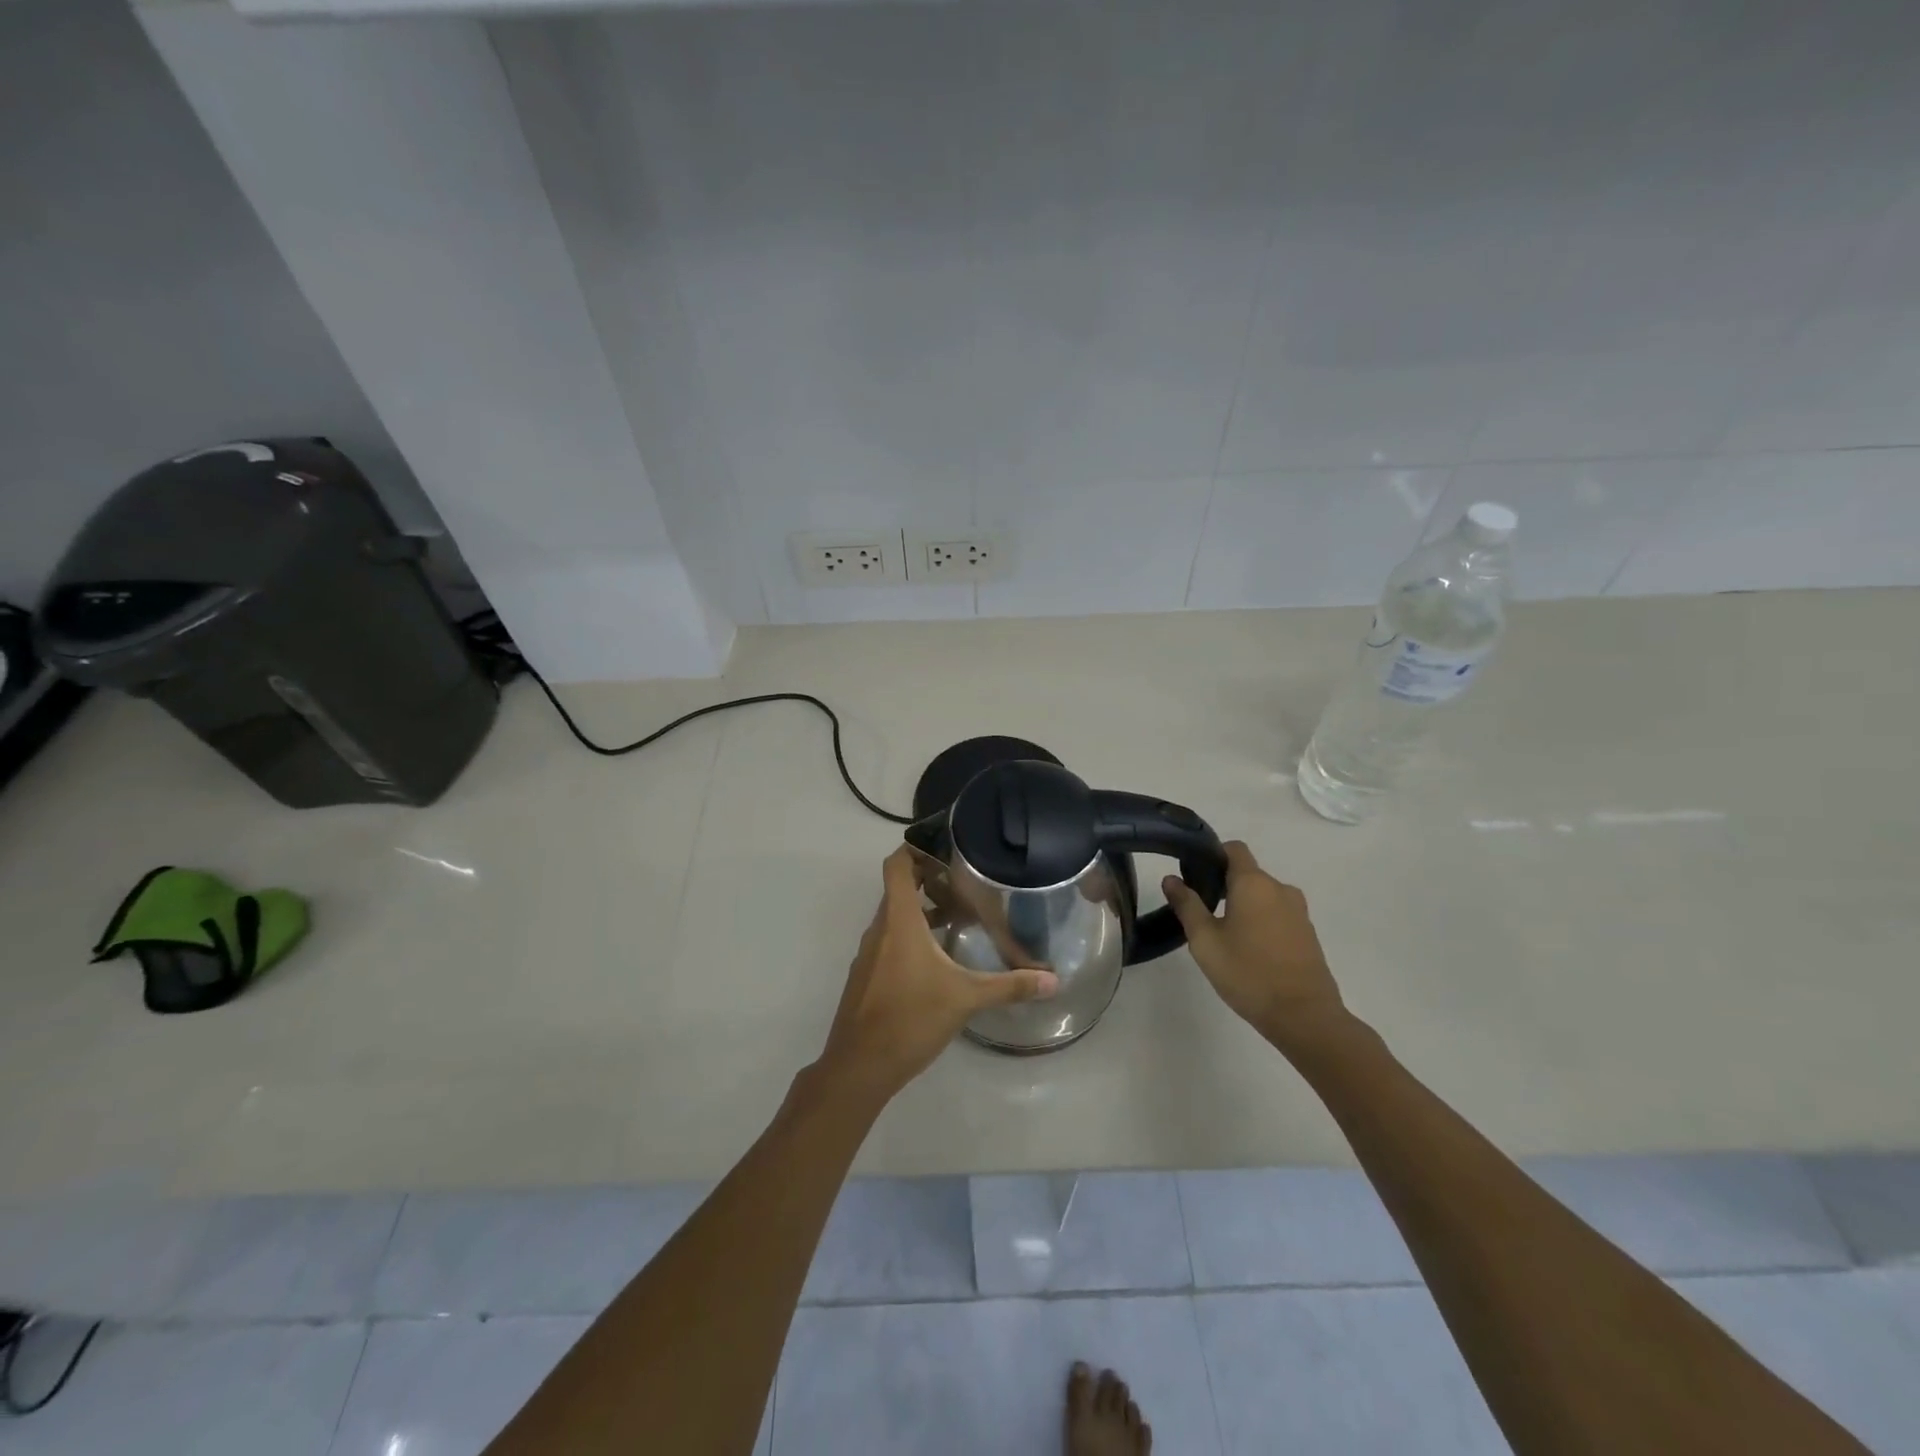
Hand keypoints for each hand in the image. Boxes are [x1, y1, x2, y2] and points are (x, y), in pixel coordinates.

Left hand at [817, 846, 1058, 1101]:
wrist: (859, 1067)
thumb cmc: (910, 1019)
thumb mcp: (965, 999)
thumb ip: (1009, 986)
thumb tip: (1053, 980)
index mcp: (899, 921)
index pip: (897, 865)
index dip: (914, 848)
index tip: (943, 846)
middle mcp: (880, 929)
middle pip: (899, 888)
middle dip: (928, 880)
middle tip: (964, 882)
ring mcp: (869, 954)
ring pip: (894, 917)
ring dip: (921, 911)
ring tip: (957, 918)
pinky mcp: (867, 976)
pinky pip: (889, 941)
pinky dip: (911, 937)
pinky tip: (938, 959)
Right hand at [1161, 841, 1348, 1051]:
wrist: (1304, 1016)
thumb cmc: (1248, 973)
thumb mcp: (1205, 941)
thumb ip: (1187, 905)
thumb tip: (1171, 879)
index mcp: (1253, 883)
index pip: (1234, 849)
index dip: (1213, 855)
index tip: (1195, 875)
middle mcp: (1280, 889)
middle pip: (1247, 874)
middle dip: (1224, 885)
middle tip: (1202, 913)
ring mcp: (1298, 911)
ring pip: (1263, 896)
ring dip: (1244, 906)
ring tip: (1225, 935)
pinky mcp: (1307, 933)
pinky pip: (1278, 914)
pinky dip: (1262, 922)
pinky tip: (1249, 950)